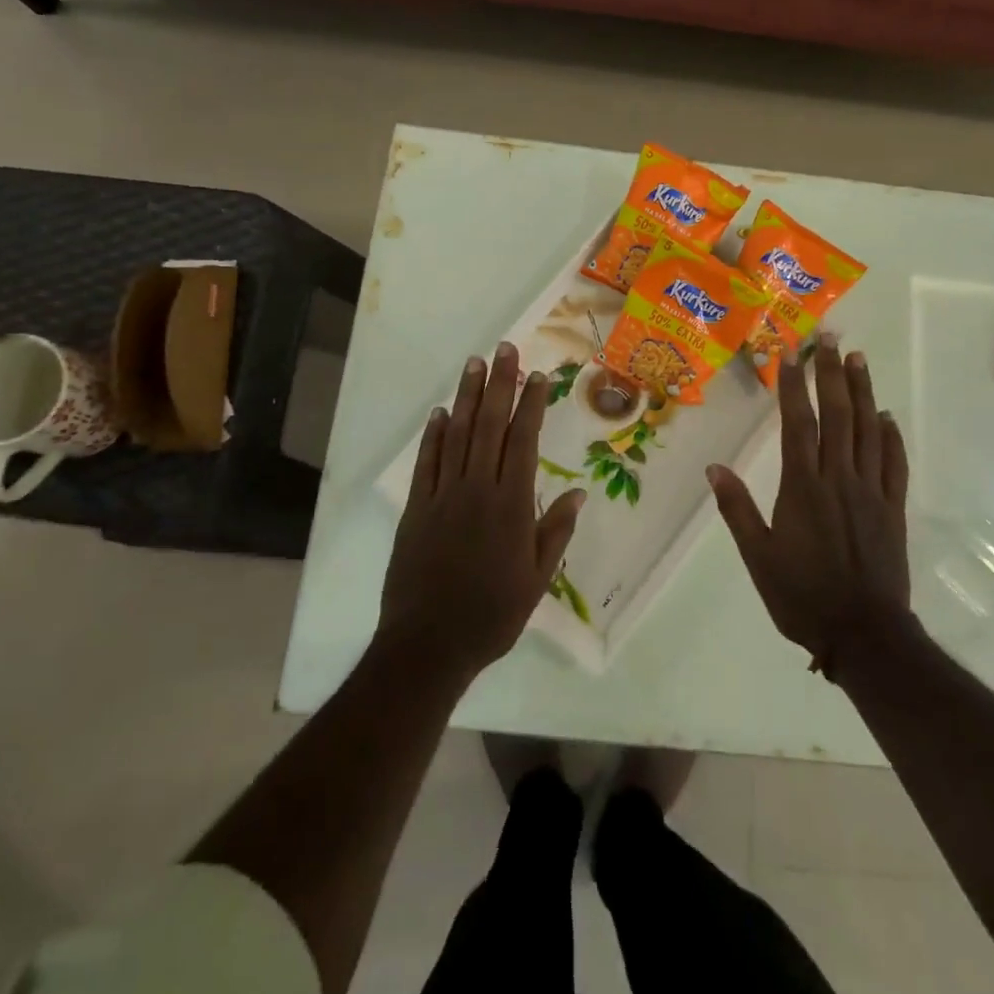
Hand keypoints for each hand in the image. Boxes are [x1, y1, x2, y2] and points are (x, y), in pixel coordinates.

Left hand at [379, 343, 585, 681]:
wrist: (428, 644)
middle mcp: (478, 490)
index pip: (524, 441)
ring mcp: (443, 496)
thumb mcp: (537, 579)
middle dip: (499, 384)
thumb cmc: (492, 614)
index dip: (531, 404)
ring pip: (457, 435)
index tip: (537, 376)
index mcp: (511, 505)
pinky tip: (440, 412)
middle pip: (489, 426)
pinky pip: (426, 462)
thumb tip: (577, 492)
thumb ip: (555, 531)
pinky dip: (433, 434)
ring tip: (474, 364)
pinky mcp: (416, 509)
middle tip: (504, 349)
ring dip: (466, 397)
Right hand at [708, 336, 911, 675]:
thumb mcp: (758, 557)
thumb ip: (737, 510)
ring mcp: (870, 490)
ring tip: (859, 359)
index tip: (789, 354)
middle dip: (832, 374)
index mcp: (803, 486)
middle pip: (838, 415)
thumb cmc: (802, 596)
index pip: (798, 422)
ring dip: (864, 392)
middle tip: (830, 339)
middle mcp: (839, 477)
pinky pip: (894, 463)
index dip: (793, 385)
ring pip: (869, 430)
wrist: (864, 634)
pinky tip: (888, 416)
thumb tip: (714, 468)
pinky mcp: (892, 508)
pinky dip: (892, 435)